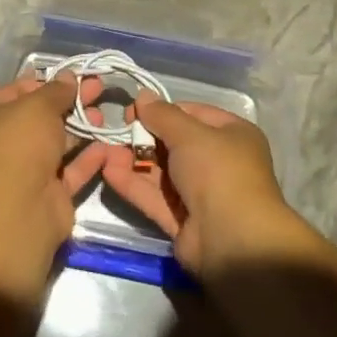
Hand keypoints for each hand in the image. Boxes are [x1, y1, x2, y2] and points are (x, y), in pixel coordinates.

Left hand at [0, 74, 108, 256]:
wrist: (17, 211)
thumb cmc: (19, 145)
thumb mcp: (38, 106)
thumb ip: (57, 91)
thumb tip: (68, 77)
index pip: (18, 91)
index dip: (46, 82)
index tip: (74, 76)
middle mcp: (2, 142)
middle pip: (41, 117)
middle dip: (70, 103)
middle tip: (97, 89)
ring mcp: (25, 170)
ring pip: (57, 143)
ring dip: (81, 129)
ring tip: (104, 116)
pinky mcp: (47, 193)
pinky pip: (70, 170)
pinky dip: (88, 158)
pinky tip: (108, 145)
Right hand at [99, 91, 294, 273]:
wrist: (233, 241)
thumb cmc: (217, 171)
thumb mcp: (190, 134)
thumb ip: (162, 115)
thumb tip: (143, 95)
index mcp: (232, 135)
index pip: (192, 114)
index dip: (162, 111)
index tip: (134, 110)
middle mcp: (219, 162)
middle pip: (174, 143)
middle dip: (144, 137)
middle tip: (115, 132)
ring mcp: (200, 194)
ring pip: (161, 172)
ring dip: (134, 161)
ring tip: (103, 151)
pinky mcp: (183, 221)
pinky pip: (155, 197)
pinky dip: (134, 185)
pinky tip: (108, 172)